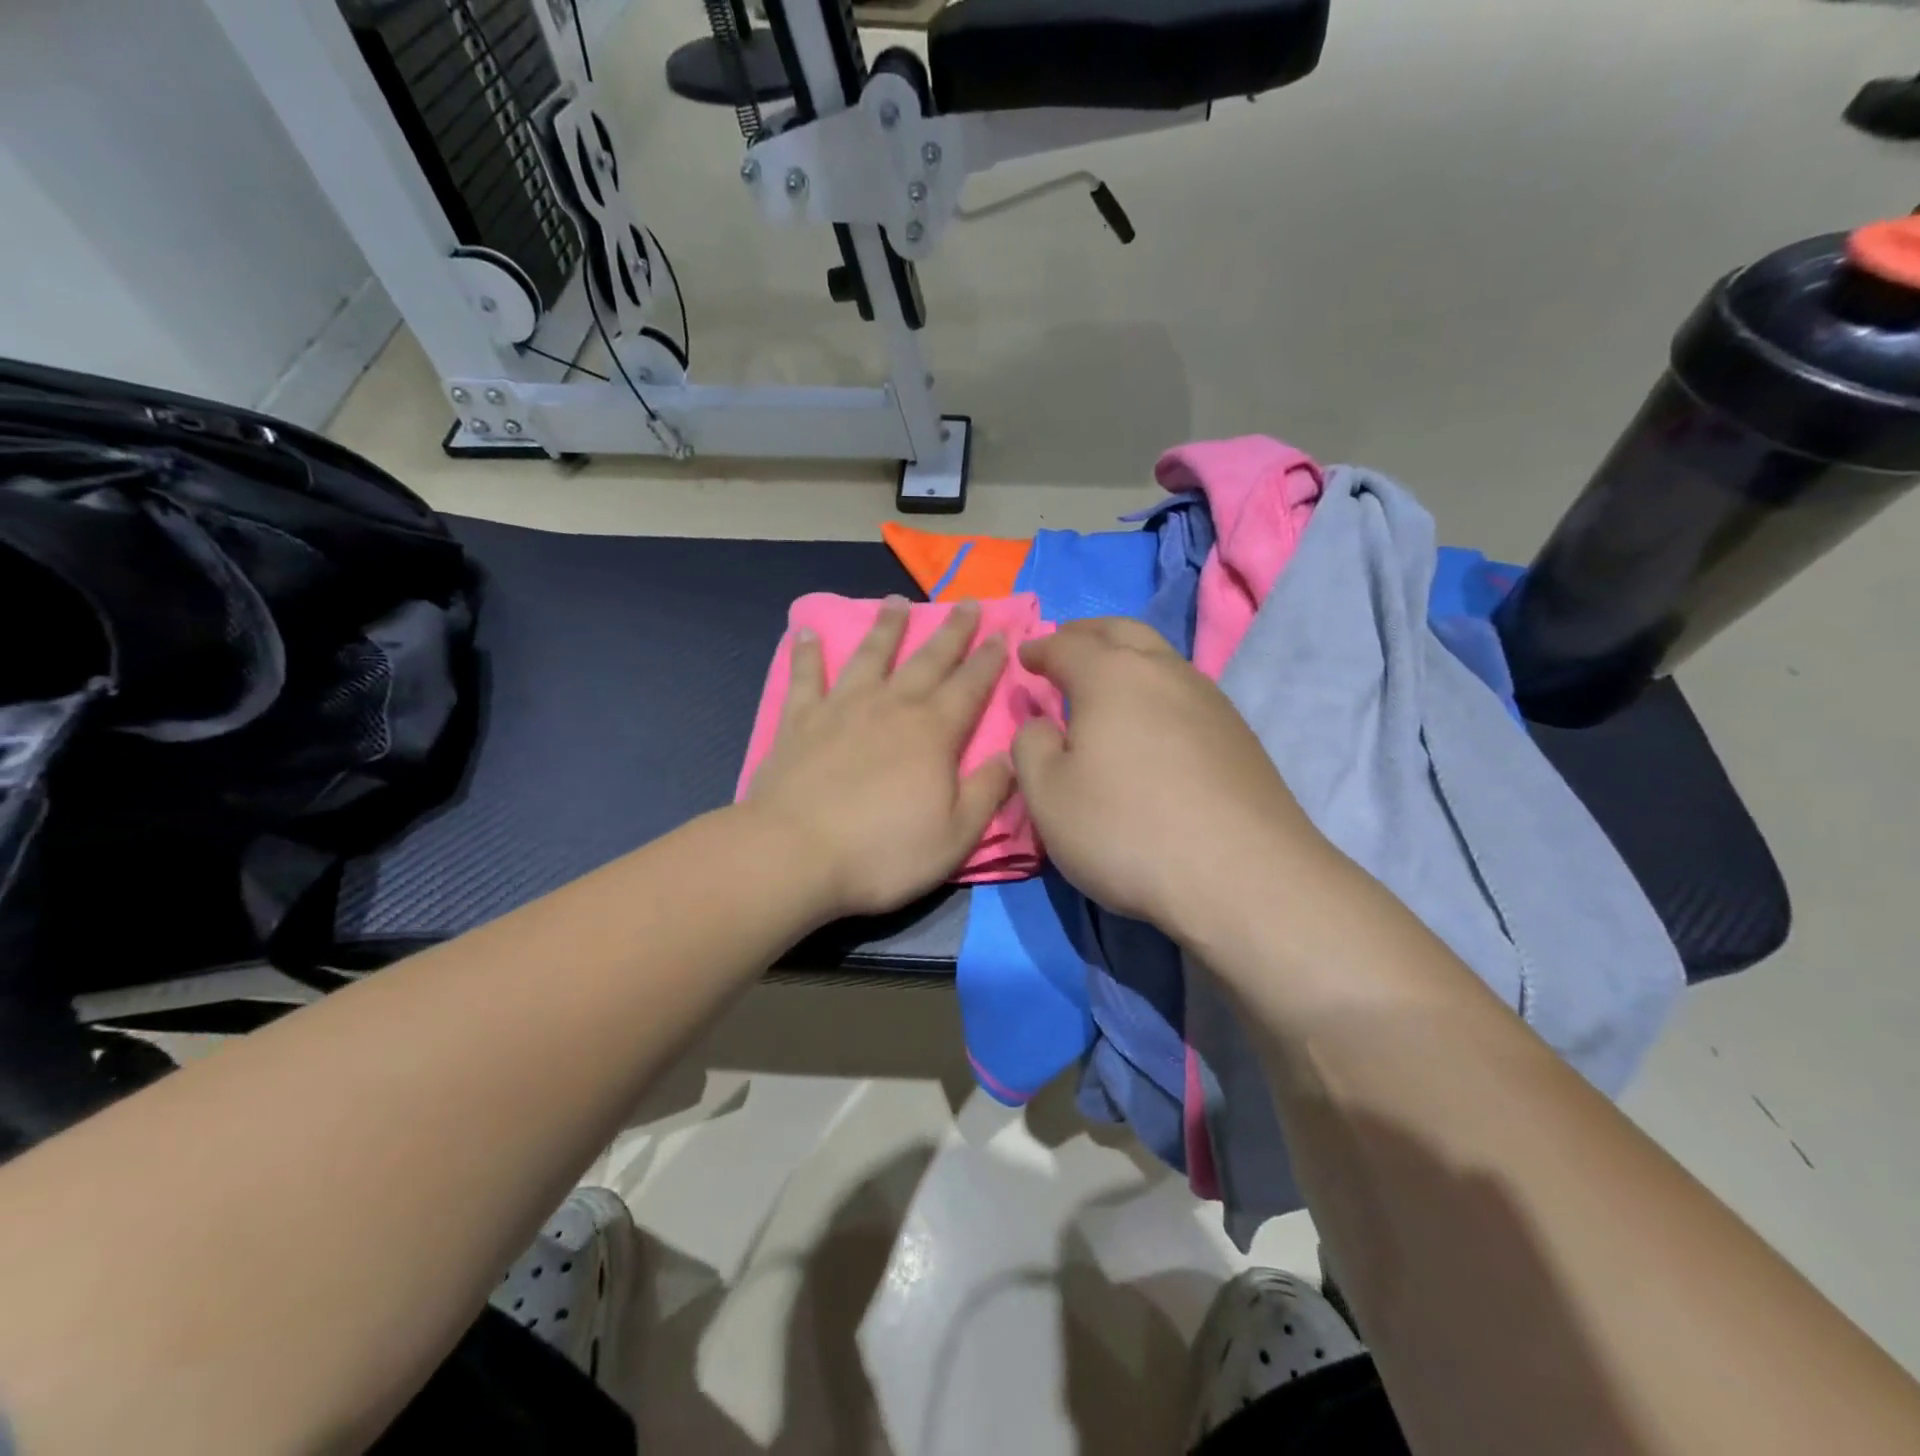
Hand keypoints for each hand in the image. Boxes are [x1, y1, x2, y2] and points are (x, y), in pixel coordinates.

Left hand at [743, 597, 1014, 919]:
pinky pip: (805, 677)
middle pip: (927, 660)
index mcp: (933, 733)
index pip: (970, 686)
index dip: (989, 660)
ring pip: (870, 655)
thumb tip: (1011, 756)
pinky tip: (805, 631)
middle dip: (952, 632)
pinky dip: (806, 653)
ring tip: (897, 601)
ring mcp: (841, 708)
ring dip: (887, 627)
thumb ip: (988, 792)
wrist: (795, 855)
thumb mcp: (956, 836)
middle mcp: (890, 707)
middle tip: (968, 604)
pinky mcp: (800, 721)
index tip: (1001, 634)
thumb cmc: (882, 852)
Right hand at [1011, 618, 1323, 940]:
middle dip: (1088, 633)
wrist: (1242, 876)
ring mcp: (1210, 700)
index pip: (1066, 646)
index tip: (1025, 656)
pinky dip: (1156, 689)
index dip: (1040, 649)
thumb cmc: (1126, 830)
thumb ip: (1031, 747)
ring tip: (1107, 679)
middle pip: (1122, 631)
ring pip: (1161, 658)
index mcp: (1111, 675)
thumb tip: (1042, 724)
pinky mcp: (1239, 735)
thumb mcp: (1048, 796)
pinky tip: (1152, 720)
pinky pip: (1185, 692)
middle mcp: (1164, 672)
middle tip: (1066, 644)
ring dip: (1127, 657)